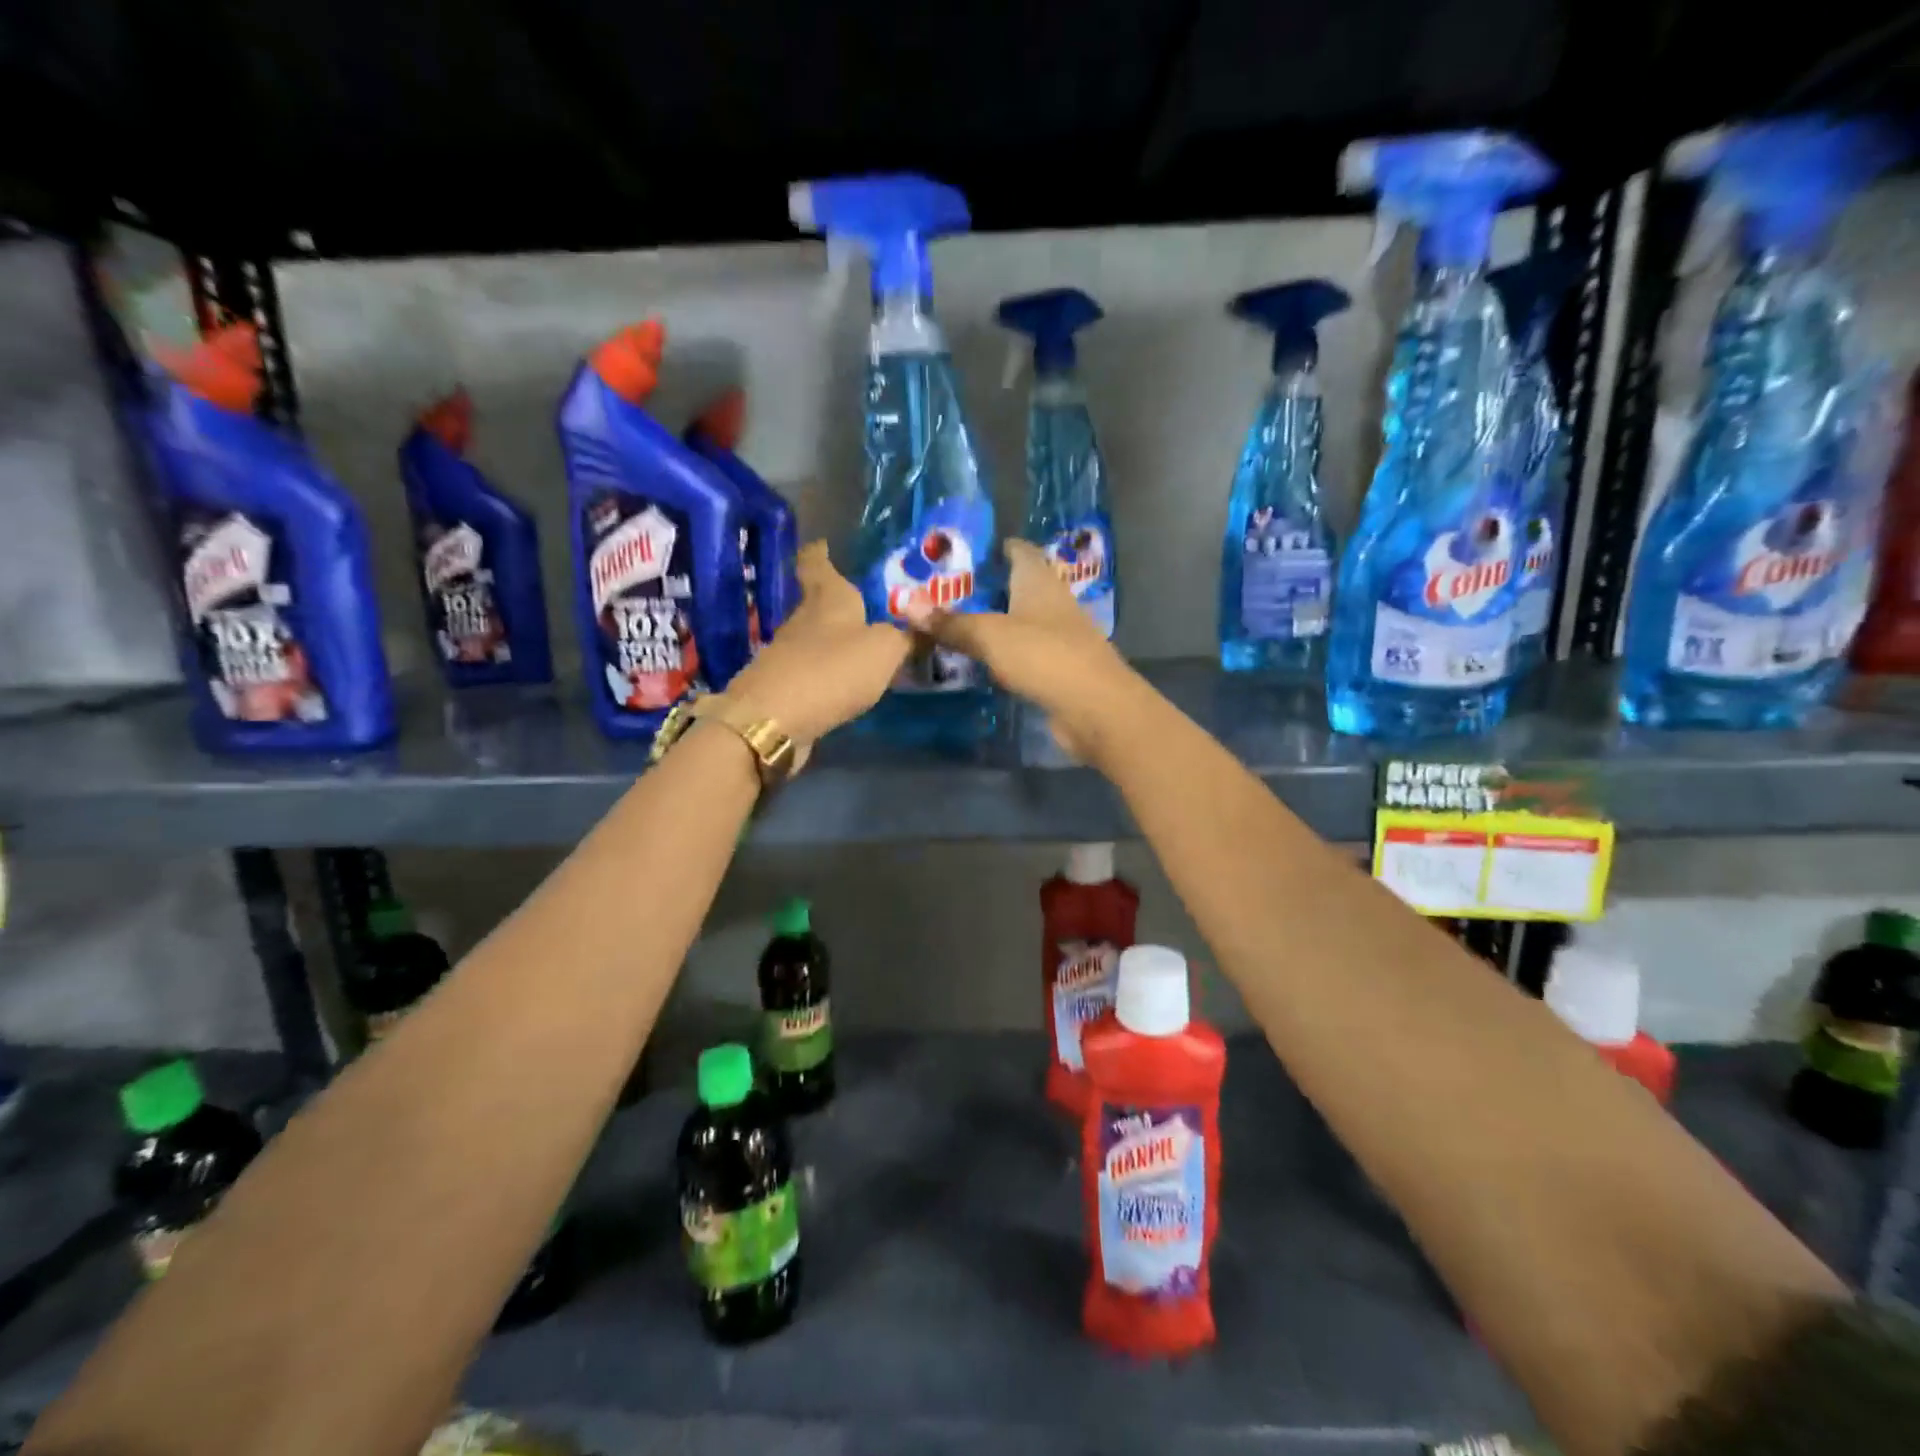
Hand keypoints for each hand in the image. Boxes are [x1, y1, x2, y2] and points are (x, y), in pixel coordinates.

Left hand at [723, 542, 911, 744]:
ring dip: (834, 640)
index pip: (816, 564)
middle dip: (837, 602)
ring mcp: (788, 654)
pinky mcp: (784, 686)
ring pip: (814, 637)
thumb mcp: (884, 650)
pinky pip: (811, 670)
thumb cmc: (832, 669)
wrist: (774, 720)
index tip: (822, 544)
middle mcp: (803, 619)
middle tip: (866, 603)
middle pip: (817, 602)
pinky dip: (827, 671)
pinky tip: (845, 681)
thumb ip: (904, 637)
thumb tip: (918, 628)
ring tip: (862, 646)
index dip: (819, 553)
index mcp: (827, 598)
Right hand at [900, 540, 1139, 761]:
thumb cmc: (1044, 656)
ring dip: (992, 623)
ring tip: (952, 624)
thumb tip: (906, 603)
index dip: (995, 547)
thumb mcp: (990, 635)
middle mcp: (1051, 603)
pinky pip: (1022, 654)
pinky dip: (1002, 654)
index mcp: (1039, 581)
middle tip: (943, 592)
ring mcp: (1057, 638)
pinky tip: (978, 661)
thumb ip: (951, 622)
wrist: (1095, 708)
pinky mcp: (1057, 670)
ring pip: (1019, 623)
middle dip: (985, 588)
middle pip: (1016, 587)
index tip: (964, 552)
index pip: (1019, 551)